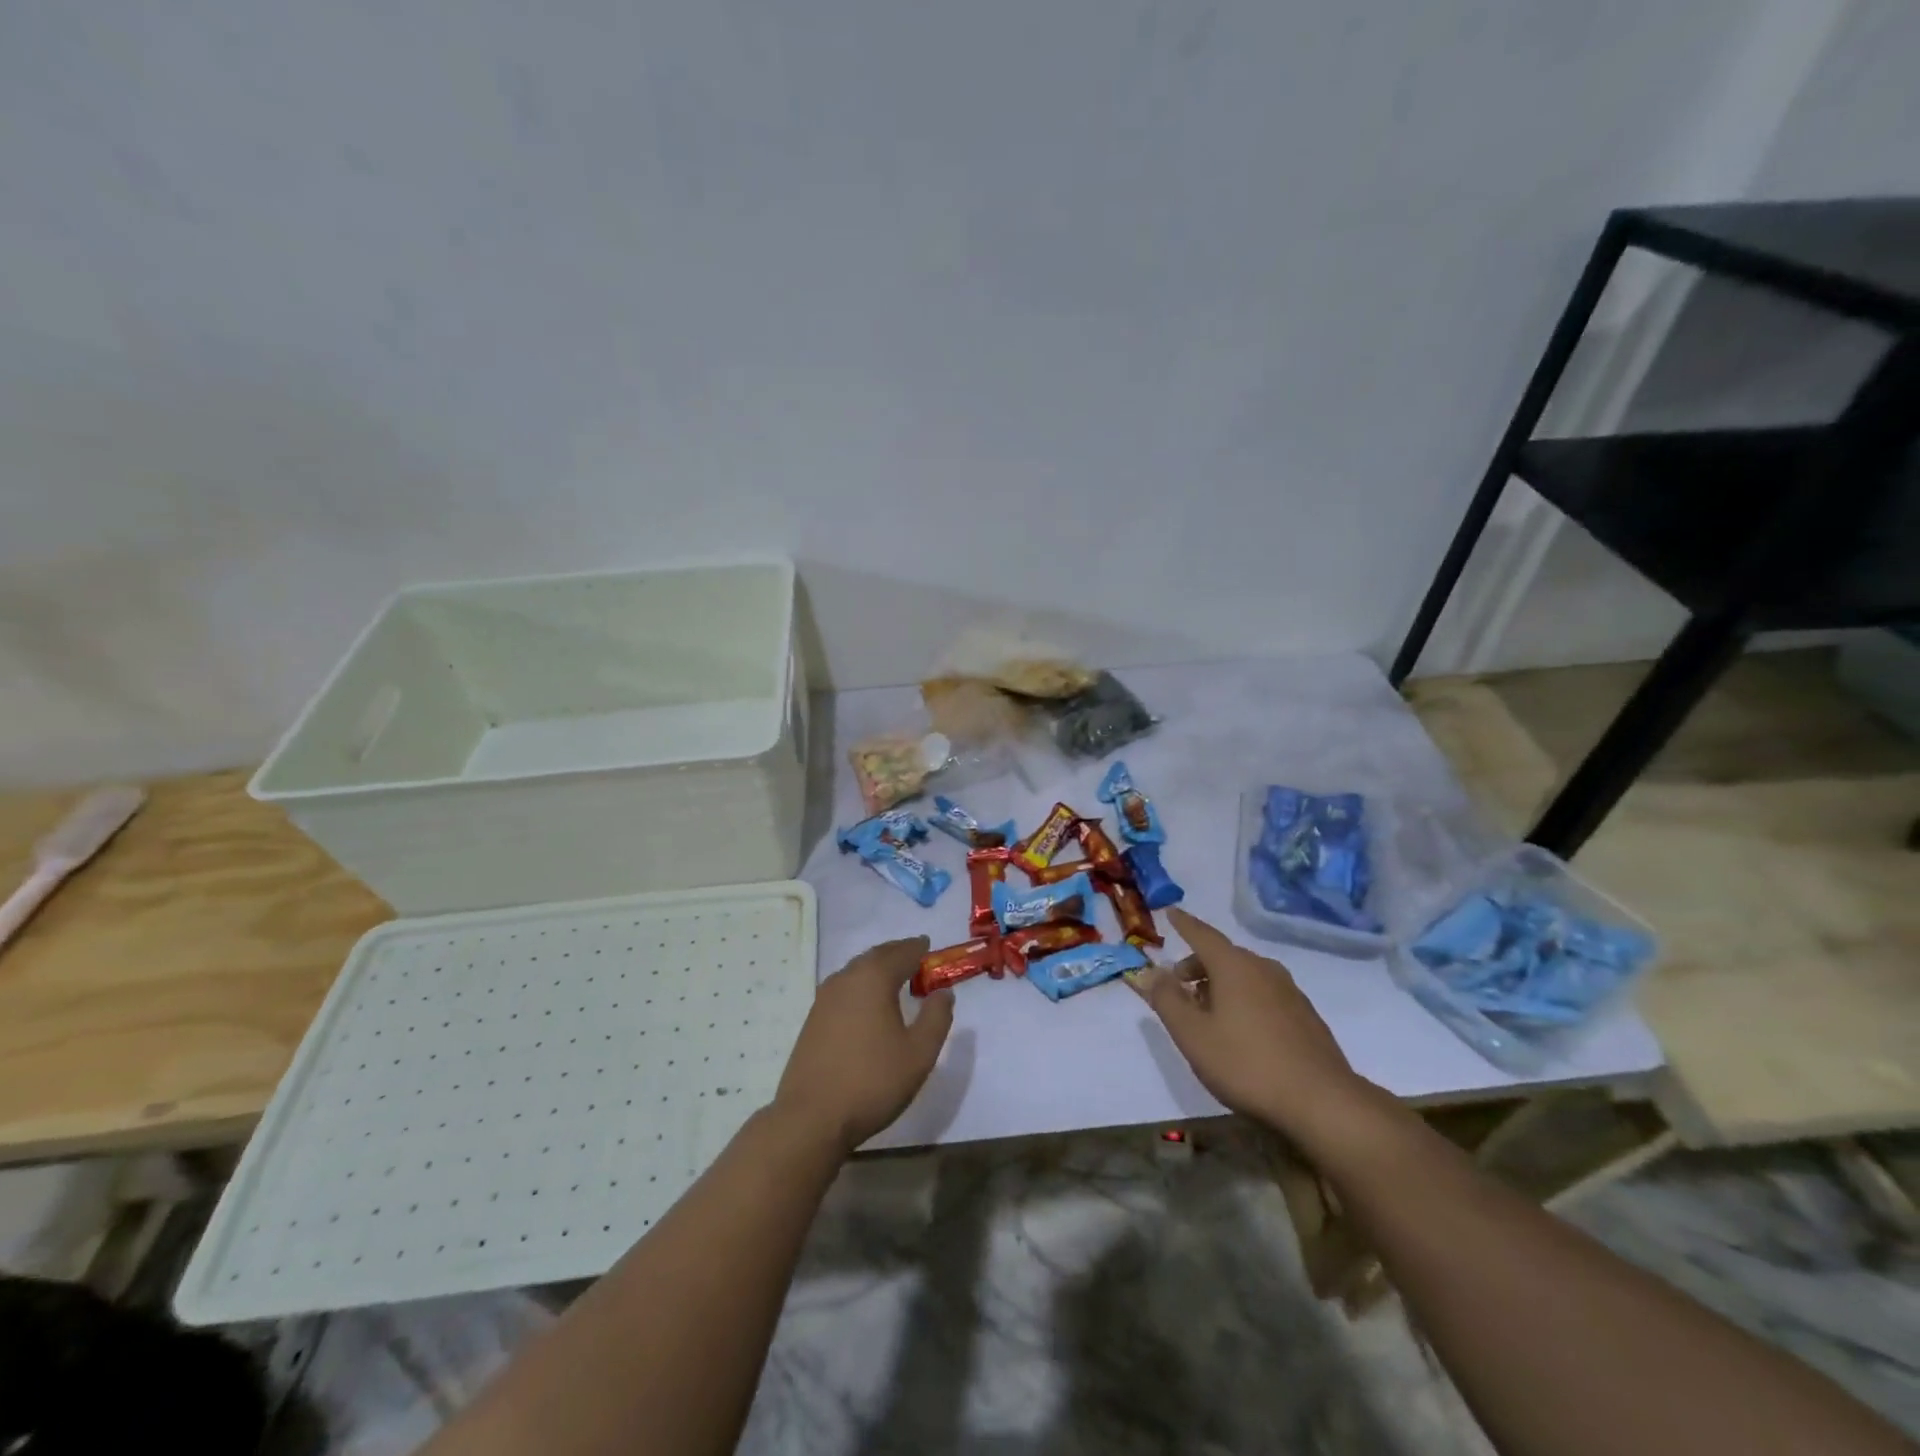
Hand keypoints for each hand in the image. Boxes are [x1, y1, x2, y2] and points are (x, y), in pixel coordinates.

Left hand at [774, 937, 954, 1152]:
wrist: (811, 1117)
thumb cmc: (872, 1082)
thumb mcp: (919, 1053)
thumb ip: (936, 1018)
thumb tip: (943, 992)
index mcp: (874, 979)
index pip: (901, 953)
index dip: (918, 948)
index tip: (929, 945)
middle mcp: (847, 978)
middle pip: (876, 956)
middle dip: (896, 953)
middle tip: (914, 955)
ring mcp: (825, 998)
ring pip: (857, 970)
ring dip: (877, 967)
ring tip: (894, 976)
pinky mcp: (813, 1018)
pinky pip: (844, 987)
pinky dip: (861, 984)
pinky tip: (867, 1001)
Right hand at [1132, 908, 1374, 1141]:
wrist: (1322, 1102)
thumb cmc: (1246, 1064)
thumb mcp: (1192, 1035)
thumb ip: (1166, 999)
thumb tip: (1148, 971)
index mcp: (1234, 966)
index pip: (1202, 934)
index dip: (1184, 924)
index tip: (1171, 912)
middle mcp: (1264, 969)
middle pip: (1224, 955)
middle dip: (1198, 964)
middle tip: (1179, 986)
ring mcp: (1290, 992)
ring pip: (1246, 975)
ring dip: (1221, 984)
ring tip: (1207, 1012)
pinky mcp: (1306, 1016)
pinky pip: (1264, 994)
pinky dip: (1244, 998)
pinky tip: (1241, 1031)